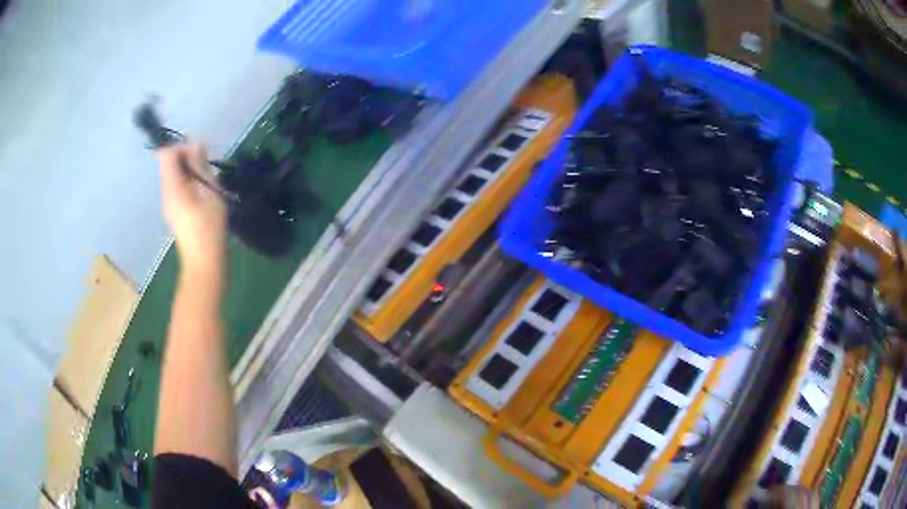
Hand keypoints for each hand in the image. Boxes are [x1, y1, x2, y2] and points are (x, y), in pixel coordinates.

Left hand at [158, 143, 227, 276]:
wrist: (204, 267)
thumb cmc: (209, 231)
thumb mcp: (210, 195)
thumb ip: (201, 168)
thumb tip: (196, 145)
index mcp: (172, 188)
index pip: (167, 154)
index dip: (183, 147)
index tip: (201, 154)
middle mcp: (166, 194)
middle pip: (169, 163)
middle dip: (188, 158)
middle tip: (207, 167)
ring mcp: (169, 204)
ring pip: (175, 175)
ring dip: (190, 171)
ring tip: (208, 181)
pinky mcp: (175, 212)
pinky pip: (178, 187)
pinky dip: (190, 183)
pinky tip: (204, 194)